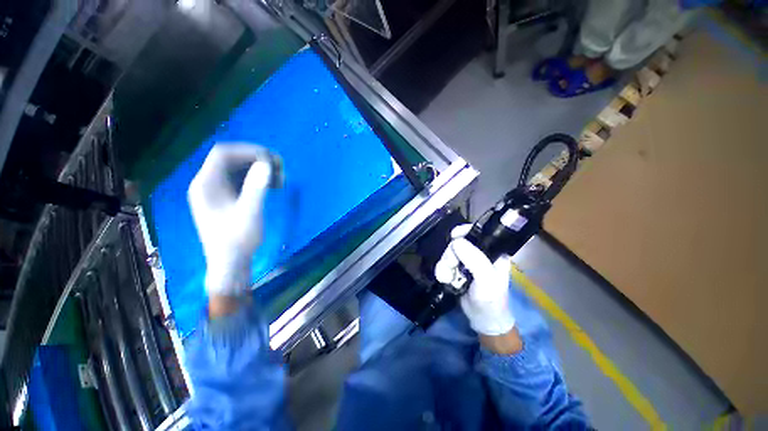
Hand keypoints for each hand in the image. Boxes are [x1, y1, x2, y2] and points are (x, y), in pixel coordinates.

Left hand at [188, 143, 273, 296]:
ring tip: (280, 179)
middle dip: (257, 160)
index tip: (271, 160)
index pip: (223, 154)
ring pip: (238, 168)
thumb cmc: (237, 240)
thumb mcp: (249, 214)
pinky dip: (258, 179)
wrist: (230, 263)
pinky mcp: (226, 198)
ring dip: (259, 169)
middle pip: (231, 159)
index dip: (248, 151)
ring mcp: (217, 191)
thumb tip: (266, 164)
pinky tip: (272, 186)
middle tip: (280, 168)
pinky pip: (242, 180)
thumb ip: (256, 188)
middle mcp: (208, 183)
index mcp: (206, 184)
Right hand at [435, 224, 515, 336]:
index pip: (477, 232)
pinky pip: (444, 263)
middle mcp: (479, 253)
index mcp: (493, 251)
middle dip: (450, 255)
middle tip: (451, 268)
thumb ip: (474, 259)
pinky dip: (442, 270)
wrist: (483, 320)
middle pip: (457, 243)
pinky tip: (446, 280)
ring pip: (449, 253)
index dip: (464, 231)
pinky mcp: (457, 270)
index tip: (453, 237)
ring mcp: (467, 262)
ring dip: (444, 265)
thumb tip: (456, 241)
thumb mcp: (486, 279)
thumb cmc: (491, 300)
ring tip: (447, 278)